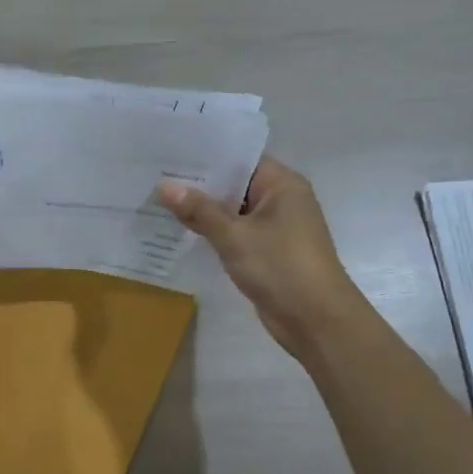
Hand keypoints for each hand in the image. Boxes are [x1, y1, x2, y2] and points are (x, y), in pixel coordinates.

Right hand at [157, 156, 366, 358]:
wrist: (317, 321)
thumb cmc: (280, 267)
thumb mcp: (234, 237)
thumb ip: (199, 210)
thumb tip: (164, 186)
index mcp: (282, 184)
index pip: (239, 159)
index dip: (205, 155)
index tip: (169, 152)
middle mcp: (282, 199)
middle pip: (234, 184)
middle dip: (199, 184)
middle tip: (155, 175)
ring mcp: (277, 227)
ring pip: (233, 211)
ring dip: (204, 210)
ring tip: (159, 200)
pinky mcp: (269, 252)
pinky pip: (237, 233)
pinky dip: (214, 232)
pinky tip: (181, 230)